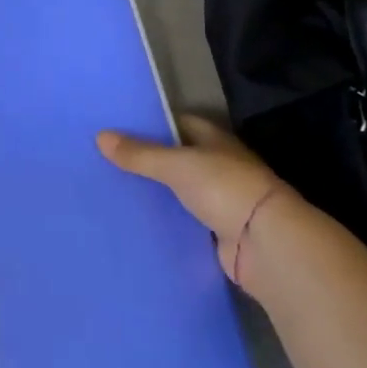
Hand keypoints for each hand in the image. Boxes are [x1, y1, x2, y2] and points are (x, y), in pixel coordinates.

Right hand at [98, 113, 292, 280]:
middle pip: (175, 157)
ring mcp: (219, 199)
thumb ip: (140, 154)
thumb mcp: (177, 165)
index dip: (149, 123)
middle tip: (106, 158)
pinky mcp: (216, 231)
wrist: (266, 245)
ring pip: (178, 189)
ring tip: (113, 187)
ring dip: (155, 191)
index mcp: (213, 139)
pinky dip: (165, 219)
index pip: (175, 122)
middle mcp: (217, 165)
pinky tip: (136, 218)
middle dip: (146, 159)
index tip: (117, 126)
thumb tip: (100, 137)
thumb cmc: (225, 188)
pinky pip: (182, 219)